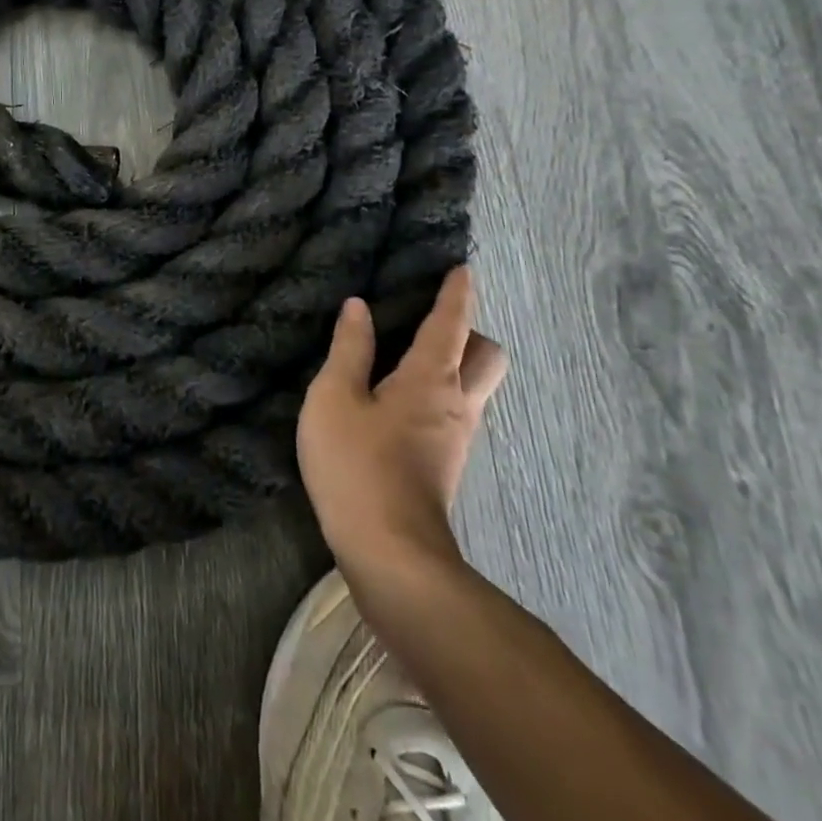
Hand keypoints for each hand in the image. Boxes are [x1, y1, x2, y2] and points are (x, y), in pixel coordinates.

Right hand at [297, 267, 507, 571]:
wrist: (389, 551)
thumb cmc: (356, 464)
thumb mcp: (334, 398)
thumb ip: (349, 350)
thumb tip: (359, 307)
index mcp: (431, 380)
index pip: (451, 325)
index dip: (456, 294)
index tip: (462, 269)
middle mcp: (457, 404)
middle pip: (487, 357)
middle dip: (468, 333)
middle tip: (426, 326)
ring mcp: (456, 438)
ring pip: (474, 387)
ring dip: (454, 365)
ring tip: (405, 358)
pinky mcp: (446, 463)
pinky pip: (455, 411)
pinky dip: (438, 393)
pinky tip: (398, 402)